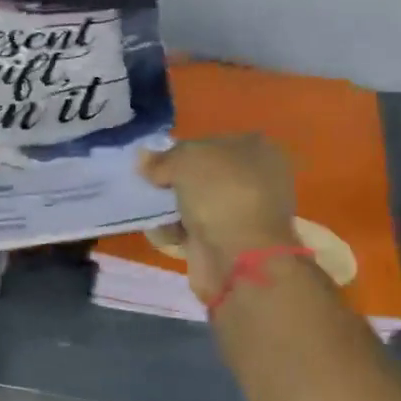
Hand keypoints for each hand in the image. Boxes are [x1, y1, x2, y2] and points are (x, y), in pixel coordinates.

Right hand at [141, 135, 298, 300]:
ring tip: (150, 210)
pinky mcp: (228, 243)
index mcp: (256, 150)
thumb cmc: (221, 194)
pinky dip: (175, 232)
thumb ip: (162, 158)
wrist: (239, 257)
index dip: (181, 150)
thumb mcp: (185, 160)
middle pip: (201, 175)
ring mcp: (242, 214)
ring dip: (171, 208)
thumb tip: (143, 158)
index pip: (210, 143)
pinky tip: (163, 233)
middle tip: (151, 186)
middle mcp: (254, 179)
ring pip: (195, 203)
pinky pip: (193, 230)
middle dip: (173, 181)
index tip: (157, 162)